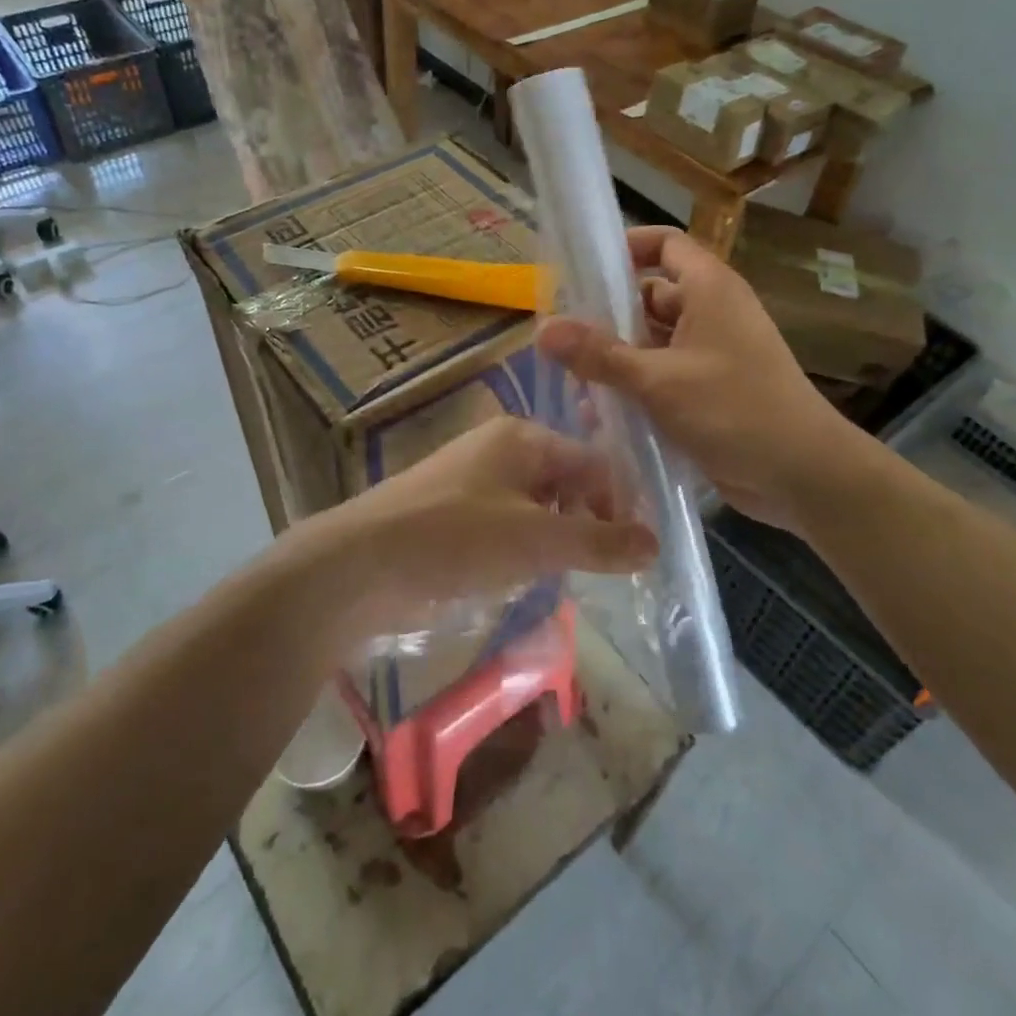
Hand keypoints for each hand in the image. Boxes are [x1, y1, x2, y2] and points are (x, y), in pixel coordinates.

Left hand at [319, 416, 656, 636]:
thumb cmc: (455, 537)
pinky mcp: (456, 515)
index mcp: (523, 438)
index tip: (637, 550)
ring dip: (557, 539)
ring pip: (539, 506)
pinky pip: (509, 525)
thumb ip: (597, 541)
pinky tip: (523, 577)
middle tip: (603, 568)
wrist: (360, 564)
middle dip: (588, 522)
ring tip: (566, 575)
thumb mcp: (535, 539)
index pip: (593, 461)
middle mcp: (502, 450)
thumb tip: (655, 544)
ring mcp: (476, 482)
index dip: (619, 503)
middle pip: (566, 481)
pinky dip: (525, 548)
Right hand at [538, 227, 867, 533]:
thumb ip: (599, 355)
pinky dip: (636, 387)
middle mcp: (711, 313)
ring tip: (571, 378)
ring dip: (617, 357)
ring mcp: (712, 354)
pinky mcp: (710, 391)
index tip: (584, 269)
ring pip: (653, 342)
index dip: (626, 248)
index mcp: (709, 289)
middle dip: (608, 315)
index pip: (665, 244)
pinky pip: (664, 376)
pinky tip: (600, 412)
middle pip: (650, 297)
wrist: (802, 474)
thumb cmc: (734, 410)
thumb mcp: (658, 380)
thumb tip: (543, 329)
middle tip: (562, 337)